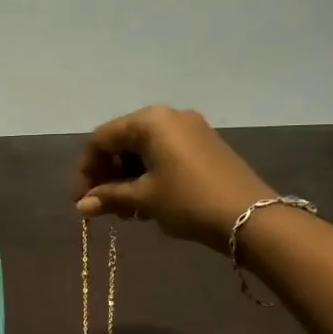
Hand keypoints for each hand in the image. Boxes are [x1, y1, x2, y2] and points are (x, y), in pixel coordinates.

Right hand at [74, 105, 273, 249]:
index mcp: (150, 121)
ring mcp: (191, 129)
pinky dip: (150, 176)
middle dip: (108, 177)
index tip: (82, 202)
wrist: (251, 216)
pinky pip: (165, 155)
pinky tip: (150, 203)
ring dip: (128, 180)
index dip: (86, 171)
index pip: (102, 139)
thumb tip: (81, 206)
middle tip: (105, 210)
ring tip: (128, 213)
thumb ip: (109, 197)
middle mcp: (169, 116)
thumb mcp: (144, 199)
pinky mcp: (205, 146)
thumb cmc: (188, 200)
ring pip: (144, 151)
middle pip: (123, 142)